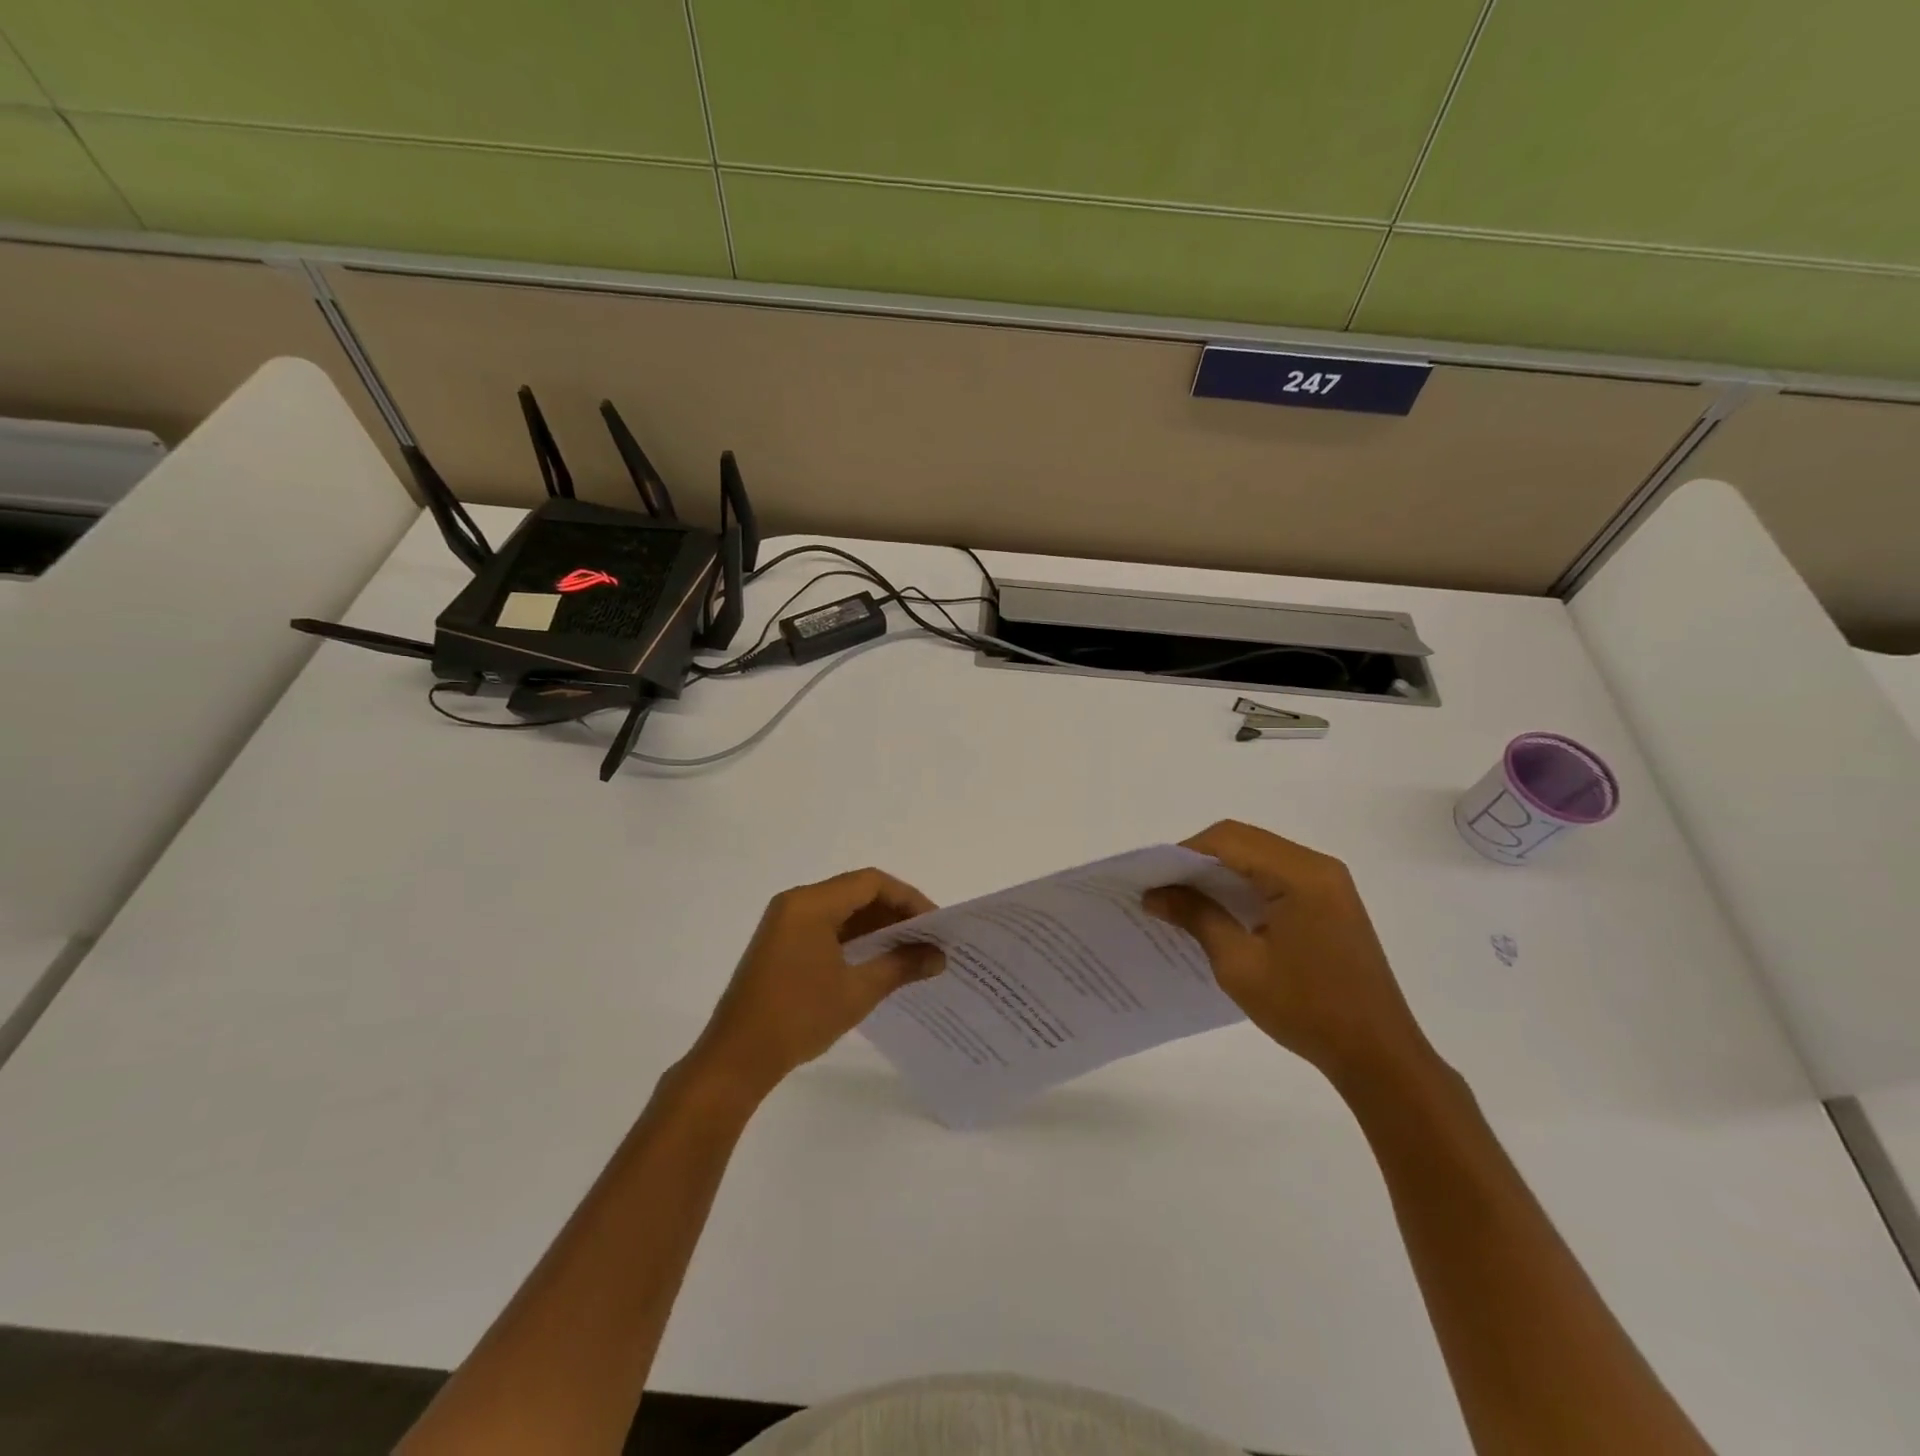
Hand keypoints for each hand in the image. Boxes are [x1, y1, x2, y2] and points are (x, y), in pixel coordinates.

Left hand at [688, 868, 944, 1099]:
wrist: (736, 1059)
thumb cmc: (798, 1017)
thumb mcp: (857, 991)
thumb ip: (900, 965)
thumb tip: (938, 956)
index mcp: (810, 904)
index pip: (870, 883)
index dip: (908, 898)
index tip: (935, 923)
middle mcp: (796, 903)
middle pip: (856, 892)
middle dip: (895, 911)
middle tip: (928, 937)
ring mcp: (785, 923)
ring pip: (842, 910)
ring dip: (876, 926)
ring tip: (911, 950)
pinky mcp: (781, 944)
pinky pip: (826, 927)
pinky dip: (855, 938)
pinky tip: (878, 960)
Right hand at [1145, 820, 1435, 1089]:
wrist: (1378, 1055)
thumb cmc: (1306, 1009)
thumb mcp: (1239, 965)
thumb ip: (1196, 917)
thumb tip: (1154, 894)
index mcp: (1299, 875)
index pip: (1228, 840)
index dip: (1184, 852)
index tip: (1153, 879)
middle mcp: (1317, 866)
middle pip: (1243, 840)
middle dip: (1199, 859)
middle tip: (1164, 890)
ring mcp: (1328, 883)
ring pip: (1258, 855)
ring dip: (1220, 871)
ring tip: (1185, 900)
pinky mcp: (1330, 900)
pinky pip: (1276, 875)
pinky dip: (1243, 884)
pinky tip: (1221, 911)